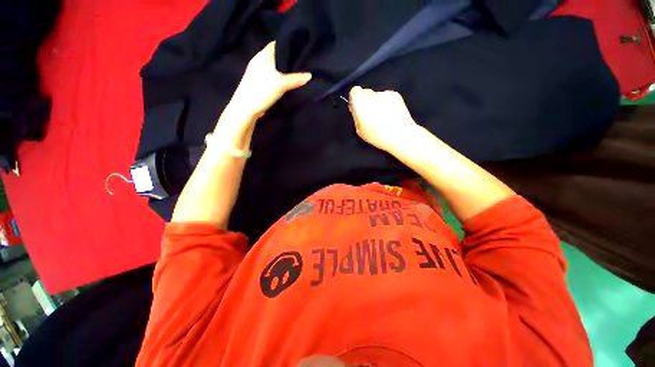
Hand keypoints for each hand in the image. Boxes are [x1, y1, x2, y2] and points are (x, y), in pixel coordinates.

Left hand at [223, 41, 311, 125]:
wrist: (246, 108)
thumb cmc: (262, 91)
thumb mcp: (281, 84)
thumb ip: (296, 79)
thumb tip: (310, 75)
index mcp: (262, 56)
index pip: (276, 44)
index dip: (288, 45)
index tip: (300, 49)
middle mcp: (259, 62)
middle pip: (276, 57)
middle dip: (288, 59)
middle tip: (302, 63)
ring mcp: (257, 73)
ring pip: (274, 68)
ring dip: (283, 71)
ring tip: (297, 73)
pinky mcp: (258, 84)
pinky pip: (272, 77)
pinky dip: (279, 79)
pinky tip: (287, 84)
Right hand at [348, 86, 418, 152]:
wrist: (400, 135)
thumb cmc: (378, 136)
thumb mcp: (359, 130)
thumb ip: (356, 116)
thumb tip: (355, 108)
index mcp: (360, 102)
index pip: (354, 91)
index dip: (355, 100)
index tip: (357, 108)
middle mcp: (372, 95)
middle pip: (366, 93)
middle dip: (366, 101)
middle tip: (369, 115)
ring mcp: (385, 94)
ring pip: (377, 95)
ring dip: (377, 103)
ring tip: (382, 117)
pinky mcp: (396, 95)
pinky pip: (387, 97)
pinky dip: (387, 103)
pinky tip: (390, 115)